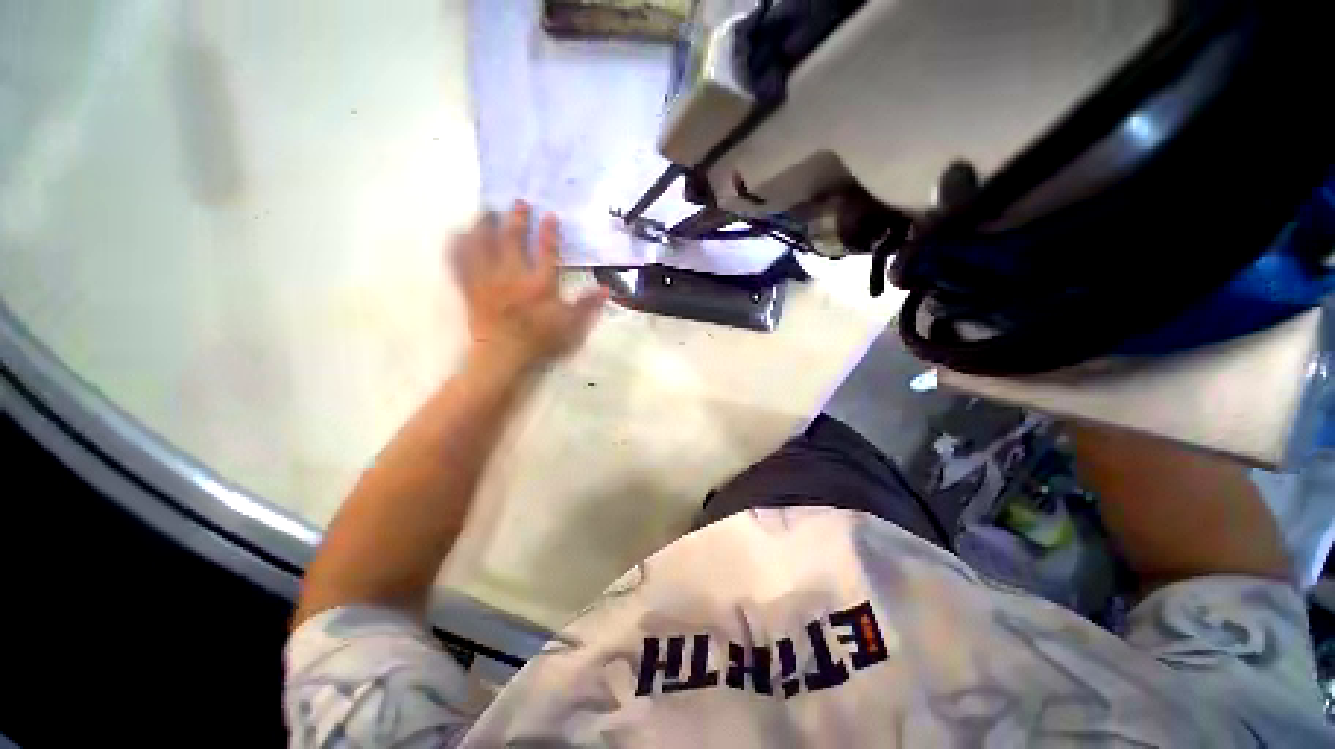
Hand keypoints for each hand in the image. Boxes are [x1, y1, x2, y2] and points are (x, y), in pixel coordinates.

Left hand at [450, 202, 607, 372]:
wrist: (503, 356)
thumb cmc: (540, 340)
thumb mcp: (570, 326)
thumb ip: (587, 306)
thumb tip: (606, 289)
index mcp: (539, 284)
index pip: (546, 251)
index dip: (548, 232)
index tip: (550, 214)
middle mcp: (512, 276)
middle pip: (511, 240)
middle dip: (515, 219)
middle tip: (518, 202)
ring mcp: (488, 280)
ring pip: (482, 245)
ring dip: (484, 225)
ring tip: (487, 211)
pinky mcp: (471, 289)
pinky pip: (461, 263)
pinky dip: (457, 248)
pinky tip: (457, 235)